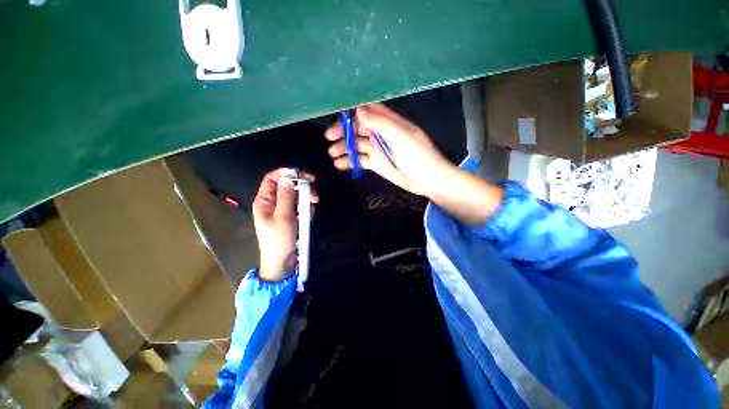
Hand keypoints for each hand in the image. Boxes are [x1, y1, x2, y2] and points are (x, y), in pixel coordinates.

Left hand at [252, 168, 317, 281]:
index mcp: (264, 200)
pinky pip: (299, 206)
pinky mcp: (290, 216)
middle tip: (314, 193)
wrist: (282, 260)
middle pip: (287, 186)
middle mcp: (273, 202)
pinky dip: (305, 208)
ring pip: (295, 195)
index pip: (272, 179)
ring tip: (313, 205)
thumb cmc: (279, 239)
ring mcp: (282, 209)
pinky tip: (308, 216)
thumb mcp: (283, 217)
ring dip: (306, 198)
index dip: (286, 173)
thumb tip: (288, 178)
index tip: (303, 175)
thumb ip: (286, 196)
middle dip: (302, 187)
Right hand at [324, 103, 455, 195]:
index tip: (336, 116)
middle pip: (358, 127)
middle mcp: (380, 133)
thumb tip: (358, 110)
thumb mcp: (400, 137)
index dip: (352, 112)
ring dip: (344, 147)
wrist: (427, 180)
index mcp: (388, 122)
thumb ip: (380, 124)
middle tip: (330, 138)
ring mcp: (377, 149)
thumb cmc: (418, 156)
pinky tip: (339, 165)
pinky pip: (359, 160)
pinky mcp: (376, 163)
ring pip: (356, 144)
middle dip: (343, 131)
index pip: (367, 110)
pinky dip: (349, 161)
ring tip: (332, 154)